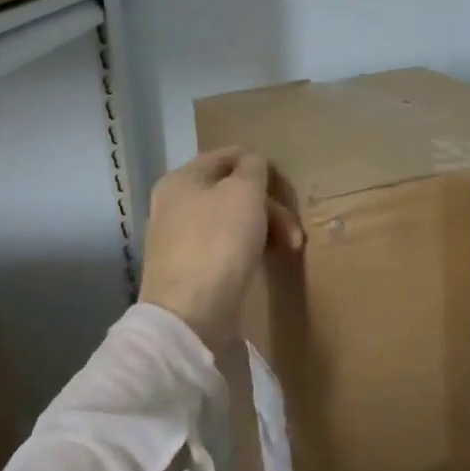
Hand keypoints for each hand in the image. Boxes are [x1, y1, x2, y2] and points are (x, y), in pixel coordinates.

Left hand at [140, 145, 304, 351]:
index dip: (260, 164)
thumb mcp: (244, 192)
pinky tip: (265, 261)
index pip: (227, 156)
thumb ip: (253, 168)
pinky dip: (249, 249)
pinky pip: (226, 247)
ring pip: (232, 221)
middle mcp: (175, 205)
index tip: (287, 186)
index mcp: (182, 179)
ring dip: (265, 228)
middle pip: (232, 191)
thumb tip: (253, 164)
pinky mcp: (190, 270)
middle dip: (269, 206)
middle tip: (294, 229)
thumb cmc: (218, 241)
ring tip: (290, 248)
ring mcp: (180, 239)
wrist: (190, 315)